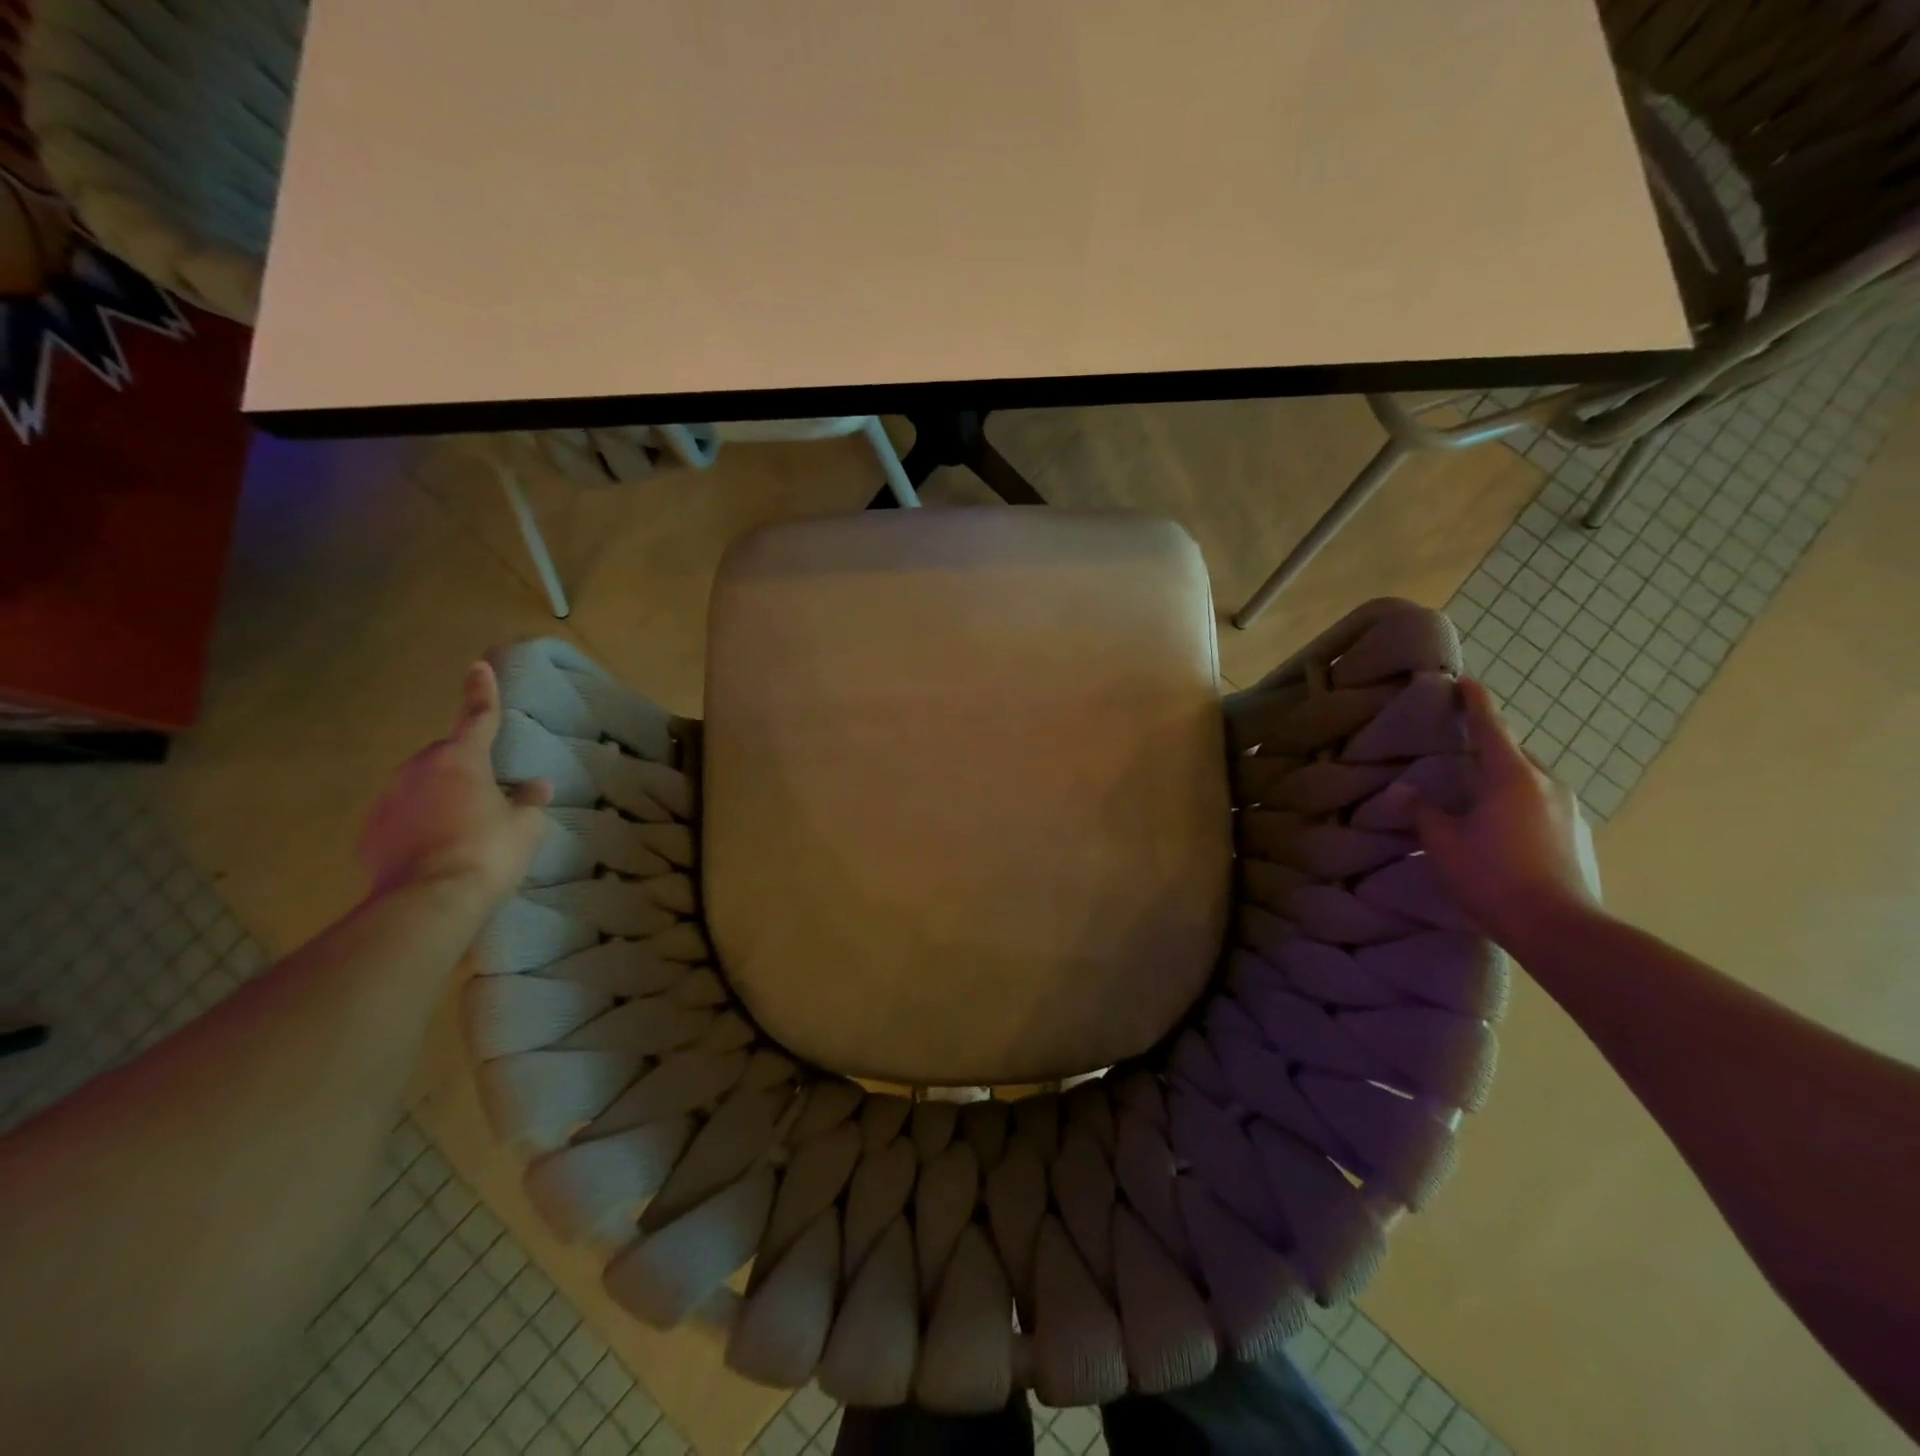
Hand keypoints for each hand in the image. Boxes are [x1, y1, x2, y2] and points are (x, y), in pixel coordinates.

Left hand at [358, 662, 551, 904]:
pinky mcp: (370, 834)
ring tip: (461, 829)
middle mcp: (418, 771)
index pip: (477, 717)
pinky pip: (401, 818)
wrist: (428, 903)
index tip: (477, 666)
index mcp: (461, 760)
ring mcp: (388, 802)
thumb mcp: (526, 826)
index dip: (481, 692)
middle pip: (444, 757)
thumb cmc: (489, 851)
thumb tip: (535, 786)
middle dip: (462, 766)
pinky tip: (435, 851)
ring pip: (419, 787)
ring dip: (438, 798)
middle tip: (485, 794)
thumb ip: (529, 800)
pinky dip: (417, 826)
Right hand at [1410, 677, 1599, 949]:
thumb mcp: (1442, 843)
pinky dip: (1518, 801)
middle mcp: (1546, 783)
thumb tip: (1403, 790)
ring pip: (1530, 779)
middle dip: (1488, 745)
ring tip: (1476, 792)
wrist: (1559, 928)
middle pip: (1514, 752)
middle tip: (1459, 748)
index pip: (1490, 727)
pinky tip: (1500, 825)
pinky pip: (1542, 803)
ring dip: (1504, 777)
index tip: (1465, 682)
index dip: (1475, 702)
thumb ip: (1422, 811)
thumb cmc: (1492, 877)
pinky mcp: (1577, 834)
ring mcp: (1568, 809)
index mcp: (1511, 776)